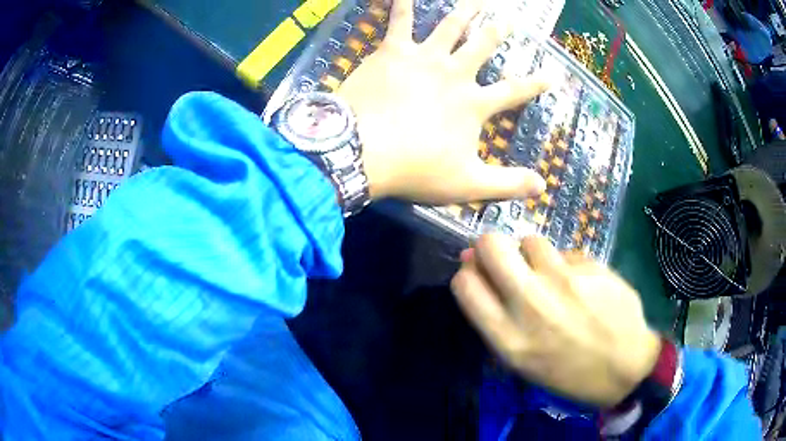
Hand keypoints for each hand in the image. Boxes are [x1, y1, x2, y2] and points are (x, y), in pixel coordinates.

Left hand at [337, 0, 546, 203]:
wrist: (362, 151)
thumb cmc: (415, 169)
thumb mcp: (467, 185)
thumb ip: (507, 184)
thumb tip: (542, 186)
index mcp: (473, 104)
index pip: (513, 91)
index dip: (535, 84)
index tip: (552, 75)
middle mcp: (454, 73)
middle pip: (483, 46)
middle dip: (499, 31)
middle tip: (511, 18)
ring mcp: (424, 58)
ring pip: (450, 25)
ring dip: (466, 10)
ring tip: (478, 0)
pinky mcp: (392, 51)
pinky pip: (399, 20)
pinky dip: (402, 3)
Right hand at [451, 234, 660, 406]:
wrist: (625, 367)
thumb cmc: (569, 372)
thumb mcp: (524, 362)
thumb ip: (498, 318)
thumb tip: (476, 270)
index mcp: (508, 338)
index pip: (465, 284)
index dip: (469, 271)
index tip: (481, 273)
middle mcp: (531, 305)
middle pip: (491, 245)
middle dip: (492, 246)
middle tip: (507, 259)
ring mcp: (563, 282)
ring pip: (530, 241)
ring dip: (533, 255)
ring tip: (552, 276)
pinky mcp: (590, 267)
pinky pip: (565, 252)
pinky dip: (566, 264)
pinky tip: (582, 283)